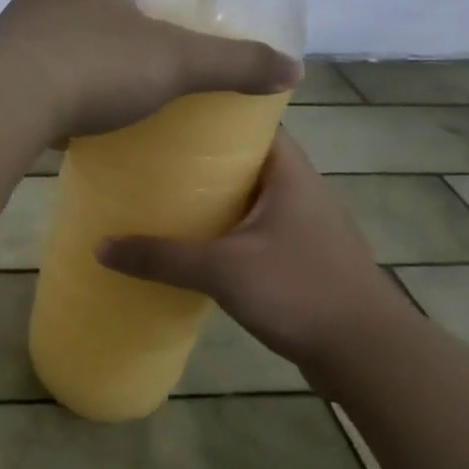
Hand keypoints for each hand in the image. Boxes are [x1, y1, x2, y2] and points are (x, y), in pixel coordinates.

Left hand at [0, 0, 298, 141]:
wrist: (3, 104)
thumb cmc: (92, 66)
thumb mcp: (174, 65)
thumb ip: (232, 64)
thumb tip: (291, 70)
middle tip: (143, 27)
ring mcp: (14, 24)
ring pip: (52, 17)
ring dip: (79, 35)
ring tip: (108, 72)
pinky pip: (30, 58)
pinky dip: (52, 73)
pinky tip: (70, 107)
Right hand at [95, 129, 415, 381]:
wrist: (368, 355)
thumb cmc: (300, 290)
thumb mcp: (222, 270)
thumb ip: (162, 258)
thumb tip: (100, 247)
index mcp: (289, 174)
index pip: (252, 122)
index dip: (213, 114)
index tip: (169, 115)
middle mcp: (300, 191)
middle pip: (244, 159)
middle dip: (201, 158)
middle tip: (151, 155)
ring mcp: (303, 226)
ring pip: (248, 197)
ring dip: (212, 196)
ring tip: (161, 195)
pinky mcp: (301, 258)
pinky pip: (254, 229)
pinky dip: (225, 228)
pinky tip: (192, 242)